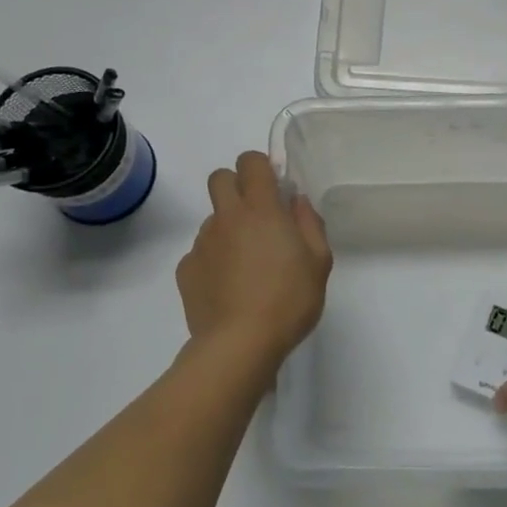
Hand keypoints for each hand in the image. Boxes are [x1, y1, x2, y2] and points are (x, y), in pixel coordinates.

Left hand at [176, 152, 332, 368]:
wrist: (239, 344)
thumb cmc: (288, 300)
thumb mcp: (319, 262)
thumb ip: (310, 223)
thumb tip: (297, 201)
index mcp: (261, 209)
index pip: (251, 162)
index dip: (261, 167)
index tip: (274, 188)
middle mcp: (227, 217)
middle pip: (220, 178)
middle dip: (237, 186)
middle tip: (257, 217)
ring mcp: (202, 243)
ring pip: (212, 218)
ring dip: (228, 228)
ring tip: (247, 265)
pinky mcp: (186, 269)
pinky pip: (201, 251)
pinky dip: (214, 260)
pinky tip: (229, 287)